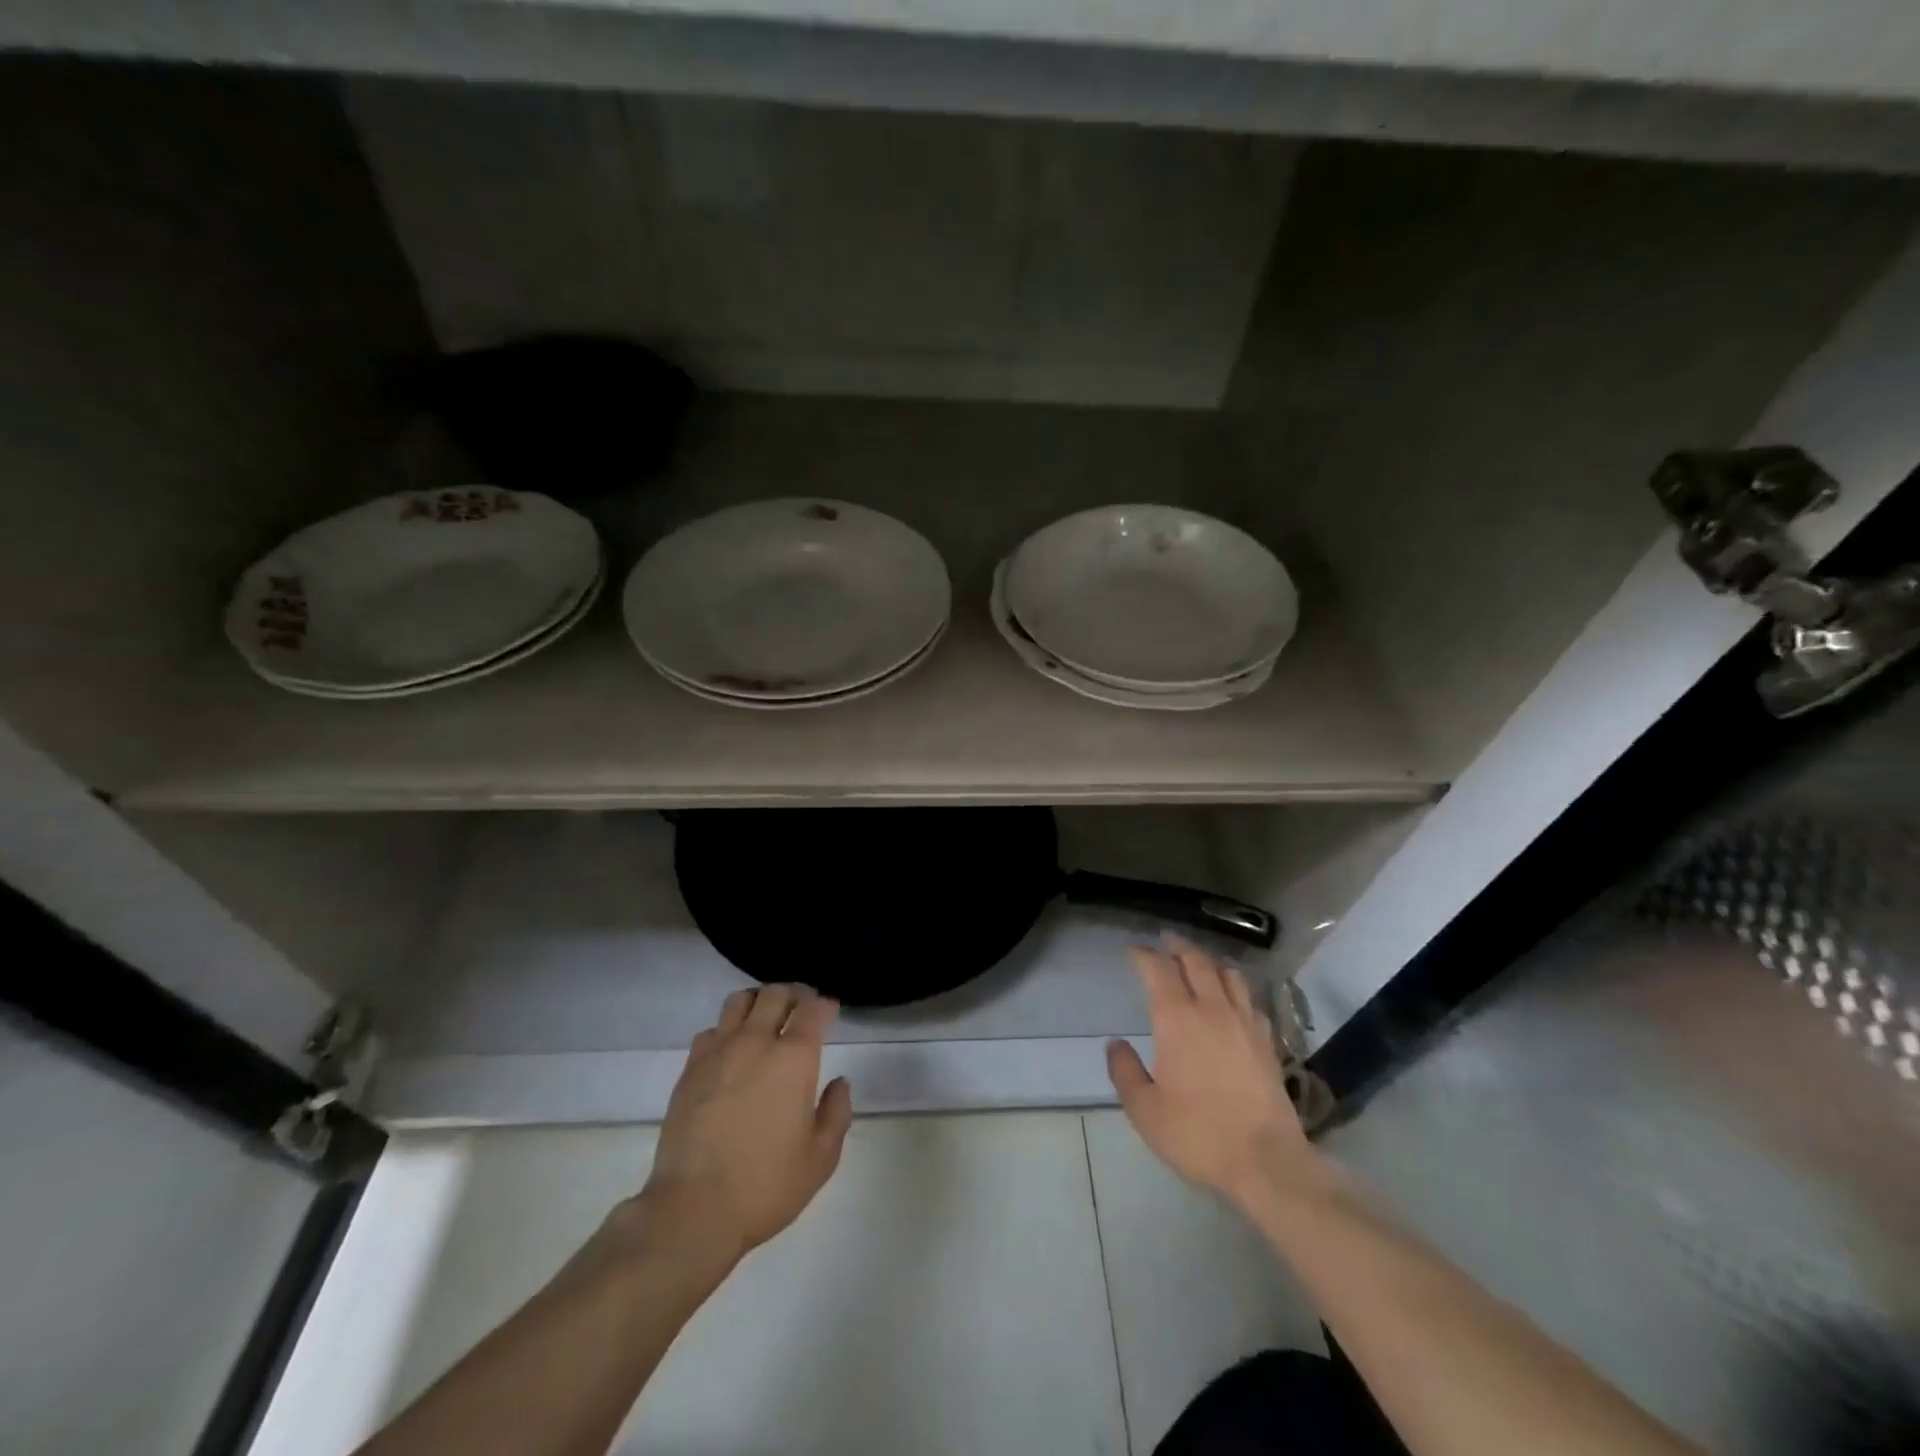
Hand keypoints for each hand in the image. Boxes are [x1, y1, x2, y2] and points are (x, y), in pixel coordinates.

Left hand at [637, 984, 853, 1265]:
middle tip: (802, 1007)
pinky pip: (711, 1030)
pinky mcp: (690, 1069)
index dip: (824, 1004)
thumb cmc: (766, 1185)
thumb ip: (836, 1113)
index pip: (812, 1009)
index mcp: (794, 1058)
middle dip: (794, 994)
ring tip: (766, 1017)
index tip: (830, 1011)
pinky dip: (726, 1029)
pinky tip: (731, 1049)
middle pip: (775, 994)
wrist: (693, 1210)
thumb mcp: (820, 1158)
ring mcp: (718, 1052)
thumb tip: (839, 1083)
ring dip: (758, 1001)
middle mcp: (756, 1042)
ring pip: (739, 1001)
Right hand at [1107, 936, 1317, 1213]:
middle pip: (1196, 961)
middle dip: (1178, 946)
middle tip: (1166, 940)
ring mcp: (1244, 1022)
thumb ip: (1125, 1072)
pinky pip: (1250, 1000)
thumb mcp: (1145, 1110)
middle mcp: (1212, 1009)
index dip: (1144, 955)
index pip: (1158, 970)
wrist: (1267, 1161)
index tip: (1134, 951)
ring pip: (1228, 974)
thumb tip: (1116, 1045)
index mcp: (1177, 1019)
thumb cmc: (1198, 1134)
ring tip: (1199, 963)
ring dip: (1209, 962)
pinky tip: (1233, 1000)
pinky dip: (1236, 989)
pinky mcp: (1267, 1041)